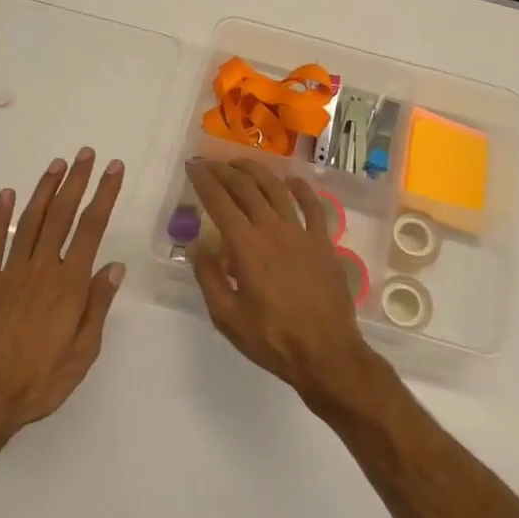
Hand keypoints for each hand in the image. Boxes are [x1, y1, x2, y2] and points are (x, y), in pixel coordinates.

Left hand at [0, 149, 125, 436]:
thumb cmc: (40, 380)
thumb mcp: (83, 352)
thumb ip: (97, 306)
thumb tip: (115, 267)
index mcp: (69, 285)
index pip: (91, 229)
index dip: (104, 195)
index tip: (113, 170)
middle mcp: (41, 269)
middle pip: (62, 215)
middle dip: (77, 181)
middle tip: (86, 154)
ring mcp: (10, 272)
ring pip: (31, 221)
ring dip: (45, 189)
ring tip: (57, 164)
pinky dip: (1, 216)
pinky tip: (8, 195)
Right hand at [185, 158, 380, 405]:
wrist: (326, 354)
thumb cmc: (272, 339)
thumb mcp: (226, 316)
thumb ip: (209, 276)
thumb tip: (197, 243)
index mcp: (246, 246)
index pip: (219, 202)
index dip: (203, 181)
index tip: (192, 167)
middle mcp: (273, 229)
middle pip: (246, 188)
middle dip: (224, 170)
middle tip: (209, 163)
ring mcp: (302, 233)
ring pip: (277, 189)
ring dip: (256, 171)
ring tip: (240, 164)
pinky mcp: (324, 242)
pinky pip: (314, 206)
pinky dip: (301, 188)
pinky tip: (292, 180)